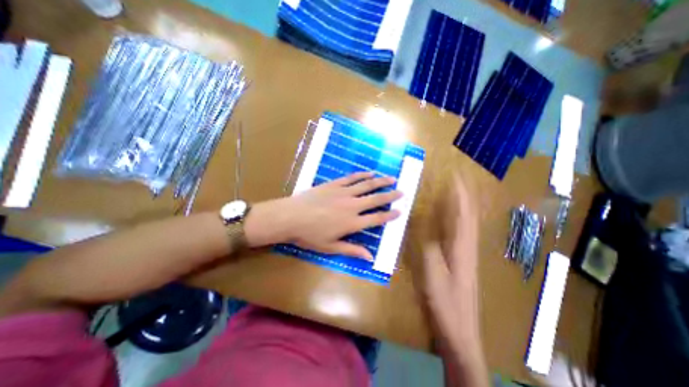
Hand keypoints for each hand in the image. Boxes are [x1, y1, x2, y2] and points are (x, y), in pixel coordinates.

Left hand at [244, 172, 400, 260]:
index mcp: (352, 222)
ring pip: (366, 185)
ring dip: (380, 182)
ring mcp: (343, 193)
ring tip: (391, 178)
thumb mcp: (331, 247)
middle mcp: (352, 206)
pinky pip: (351, 178)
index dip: (390, 215)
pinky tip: (369, 173)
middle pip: (376, 199)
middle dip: (390, 195)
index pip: (377, 218)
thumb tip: (370, 257)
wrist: (290, 217)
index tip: (400, 211)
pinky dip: (362, 175)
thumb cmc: (310, 235)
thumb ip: (352, 250)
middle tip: (402, 191)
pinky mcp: (334, 184)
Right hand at [424, 173, 480, 351]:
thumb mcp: (433, 275)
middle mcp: (467, 245)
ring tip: (454, 190)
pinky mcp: (462, 259)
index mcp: (461, 247)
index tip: (455, 176)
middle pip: (468, 214)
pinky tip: (451, 217)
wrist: (460, 330)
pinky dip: (457, 219)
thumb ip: (428, 248)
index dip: (459, 194)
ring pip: (466, 222)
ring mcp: (466, 253)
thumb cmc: (446, 302)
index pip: (463, 214)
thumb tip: (421, 223)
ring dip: (462, 204)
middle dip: (464, 194)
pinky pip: (461, 232)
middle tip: (456, 178)